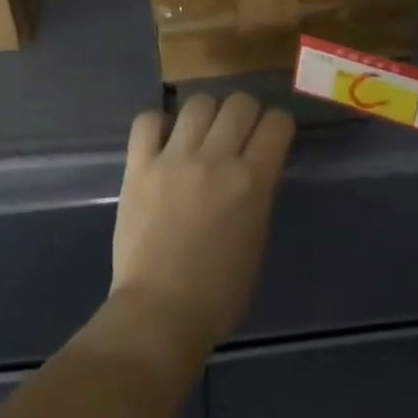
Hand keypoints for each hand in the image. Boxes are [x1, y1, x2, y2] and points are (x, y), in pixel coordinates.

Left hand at [110, 92, 294, 358]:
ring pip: (198, 102)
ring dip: (206, 114)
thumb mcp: (257, 239)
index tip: (272, 136)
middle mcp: (216, 160)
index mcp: (252, 182)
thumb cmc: (219, 293)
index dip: (278, 125)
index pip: (277, 123)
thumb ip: (258, 194)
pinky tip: (164, 141)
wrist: (159, 314)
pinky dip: (159, 124)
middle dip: (245, 113)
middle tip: (238, 133)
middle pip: (239, 103)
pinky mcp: (139, 167)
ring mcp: (174, 160)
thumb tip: (254, 168)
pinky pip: (148, 120)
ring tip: (200, 134)